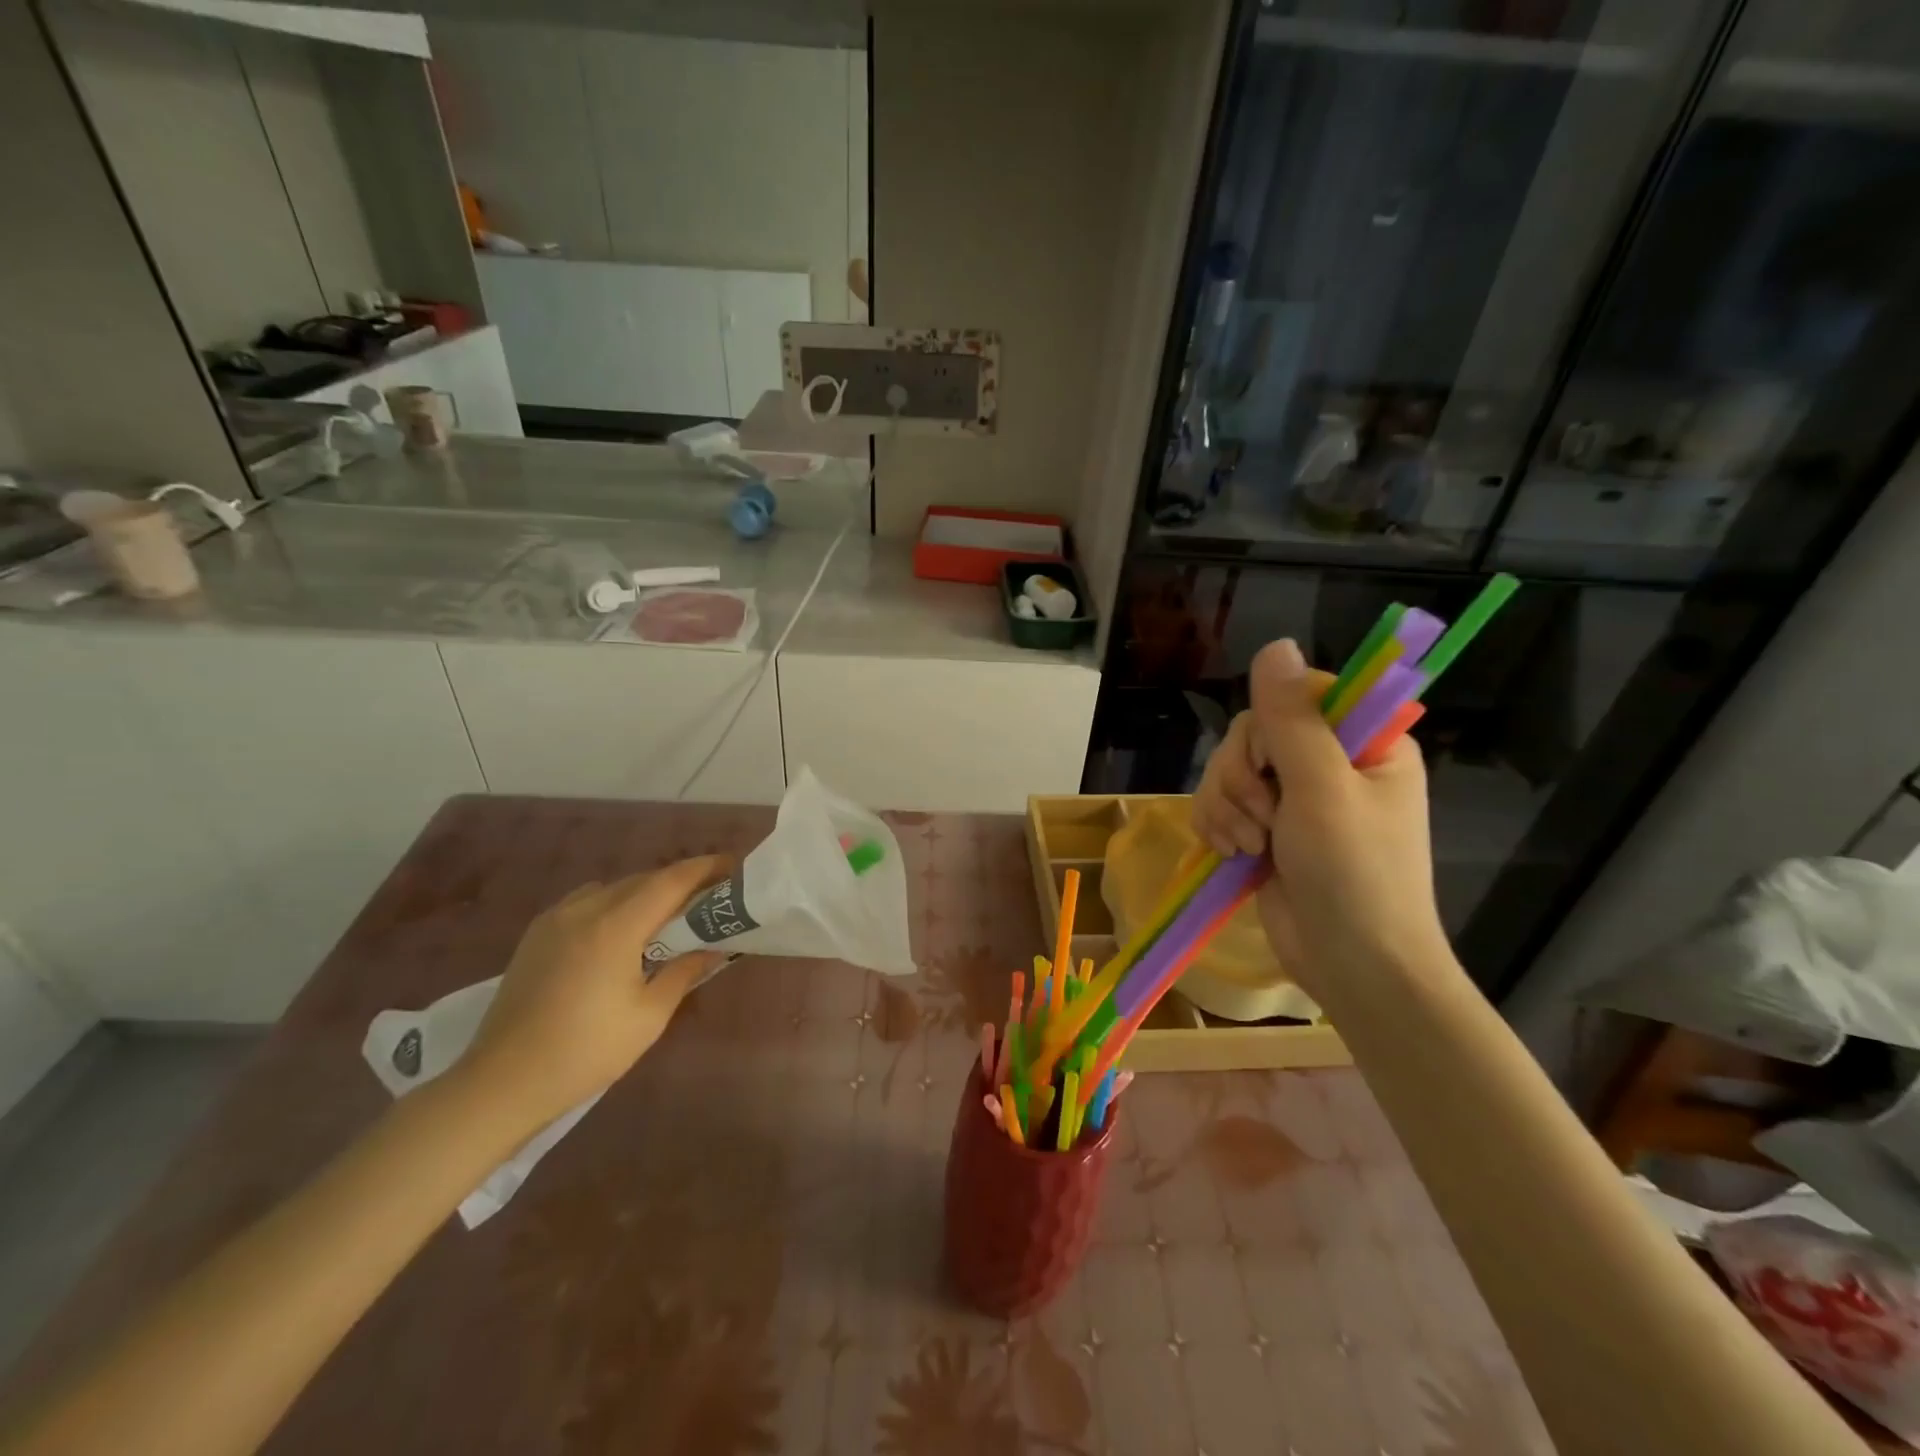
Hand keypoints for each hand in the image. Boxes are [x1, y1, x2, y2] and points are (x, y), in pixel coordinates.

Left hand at [456, 856, 727, 1125]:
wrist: (501, 1084)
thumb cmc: (585, 1052)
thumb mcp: (649, 1016)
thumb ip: (685, 971)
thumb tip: (715, 947)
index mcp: (616, 926)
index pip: (671, 880)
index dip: (706, 868)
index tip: (734, 868)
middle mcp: (585, 909)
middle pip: (644, 879)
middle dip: (680, 883)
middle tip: (710, 899)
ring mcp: (555, 919)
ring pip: (614, 888)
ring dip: (646, 893)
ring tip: (668, 917)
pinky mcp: (536, 934)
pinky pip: (587, 902)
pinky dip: (615, 904)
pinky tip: (621, 933)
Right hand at [1194, 639, 1450, 1000]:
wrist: (1352, 966)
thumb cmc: (1355, 876)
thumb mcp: (1323, 790)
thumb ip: (1293, 719)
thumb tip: (1274, 645)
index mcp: (1364, 742)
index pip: (1299, 695)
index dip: (1272, 726)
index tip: (1274, 766)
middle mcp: (1328, 763)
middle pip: (1253, 733)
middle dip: (1241, 779)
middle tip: (1264, 820)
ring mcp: (1293, 799)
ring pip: (1228, 769)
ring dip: (1226, 807)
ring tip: (1249, 847)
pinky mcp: (1264, 829)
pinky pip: (1218, 803)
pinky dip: (1216, 826)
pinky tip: (1231, 854)